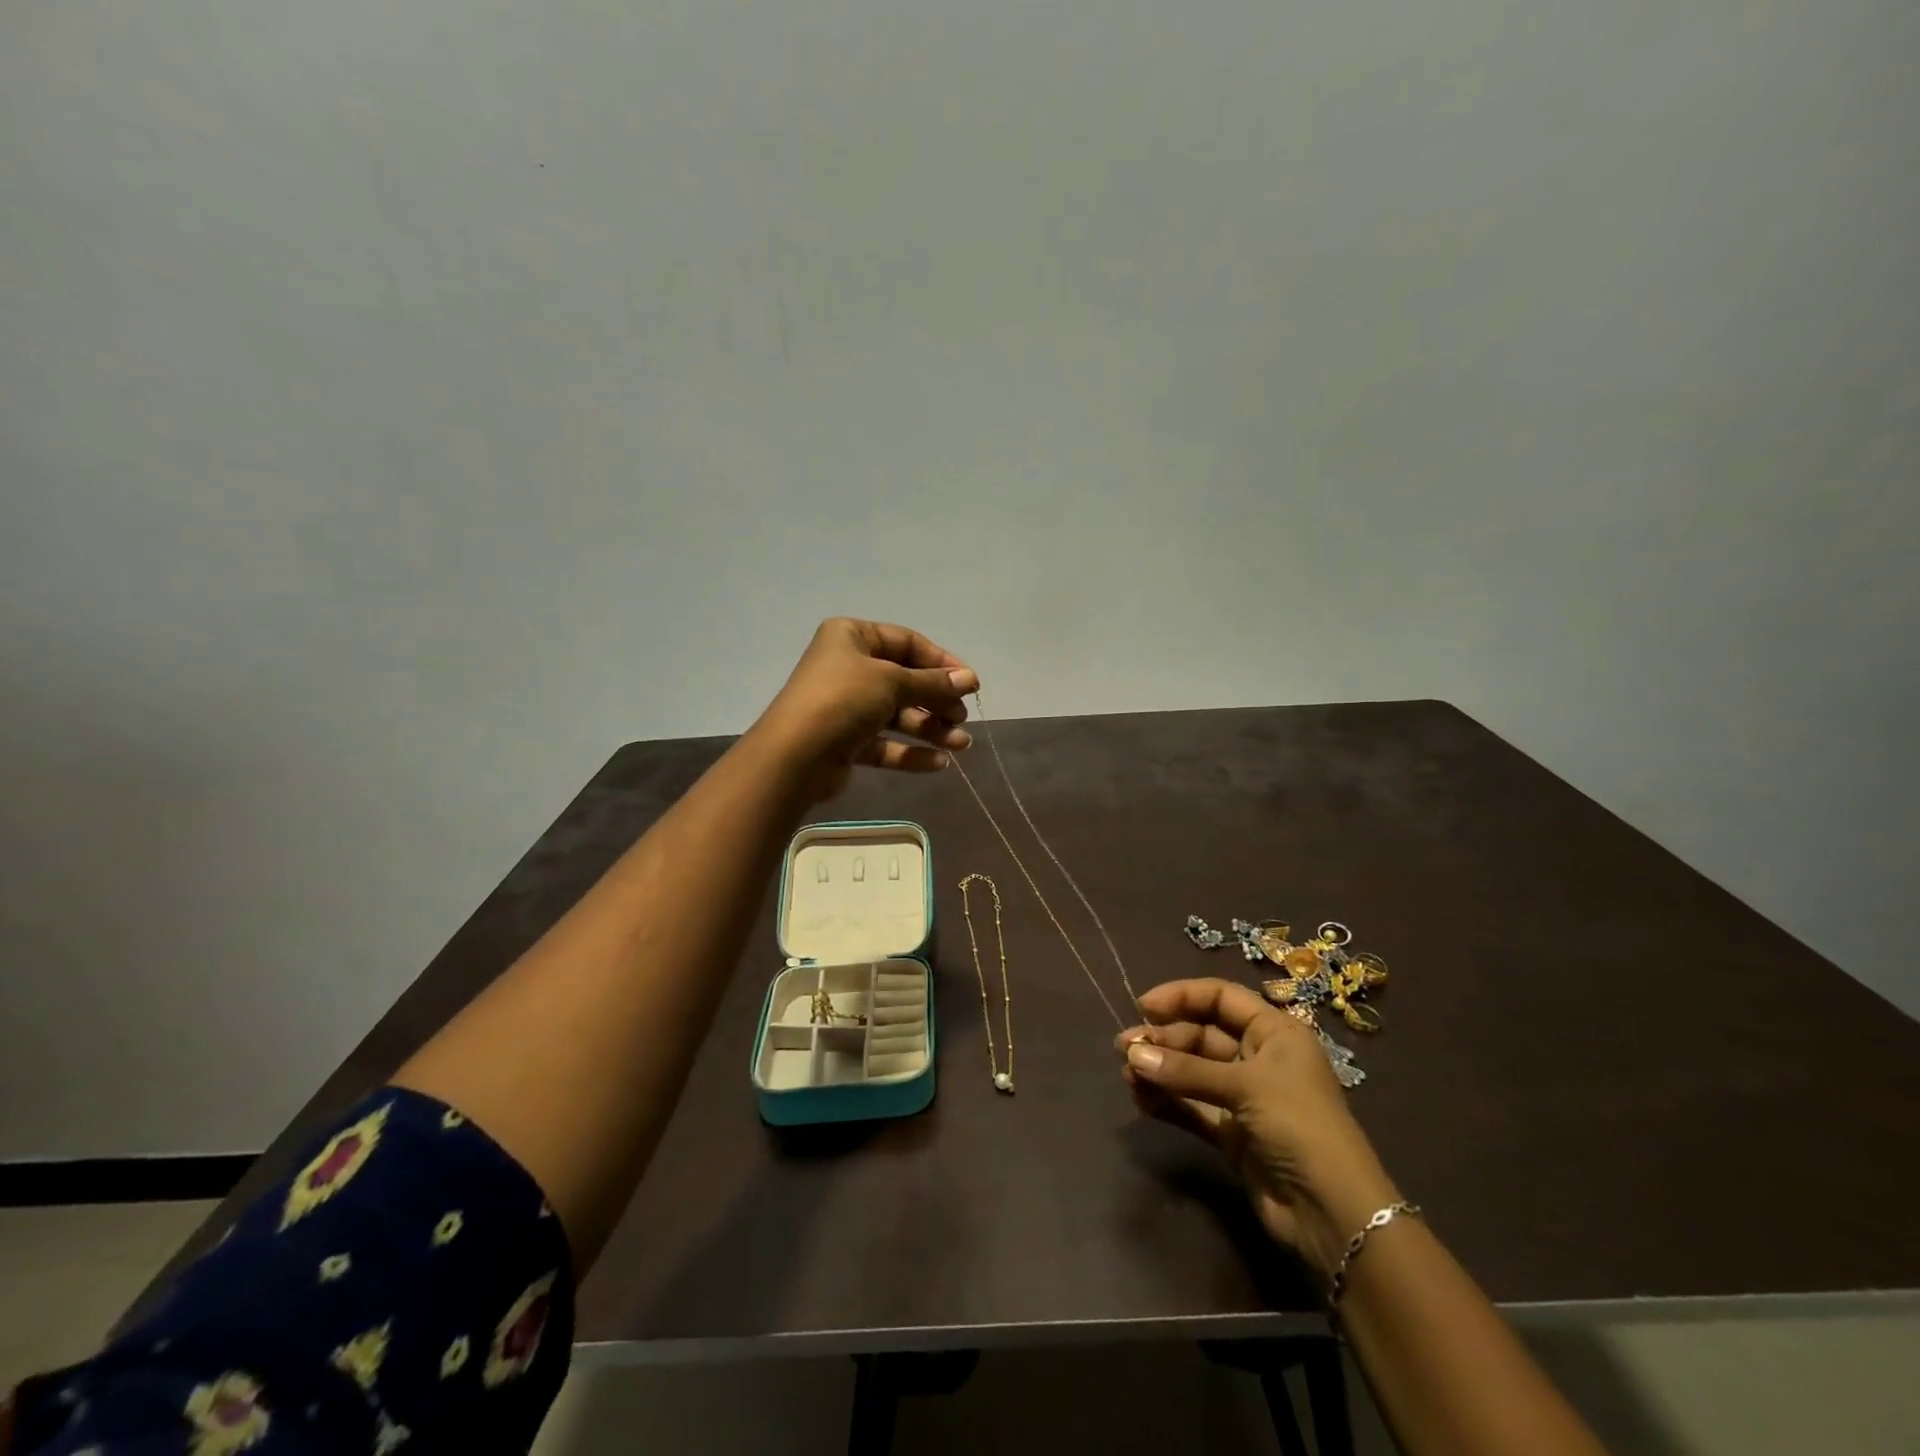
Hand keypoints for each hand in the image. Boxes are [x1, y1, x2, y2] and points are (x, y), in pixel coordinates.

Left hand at [754, 618, 978, 802]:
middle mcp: (849, 667)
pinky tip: (940, 763)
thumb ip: (933, 682)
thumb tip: (970, 679)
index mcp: (852, 637)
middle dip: (937, 700)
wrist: (795, 756)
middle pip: (905, 680)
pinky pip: (886, 743)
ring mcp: (847, 706)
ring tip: (961, 744)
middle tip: (962, 718)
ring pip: (898, 714)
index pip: (907, 643)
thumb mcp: (892, 682)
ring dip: (931, 729)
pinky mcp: (847, 741)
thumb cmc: (843, 700)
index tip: (970, 683)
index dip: (942, 662)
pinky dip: (911, 751)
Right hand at [1118, 978, 1402, 1276]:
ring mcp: (1244, 1097)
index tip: (1143, 1006)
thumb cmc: (1299, 1126)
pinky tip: (1141, 1100)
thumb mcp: (1246, 1087)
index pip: (1221, 998)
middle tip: (1125, 1049)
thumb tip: (1132, 1056)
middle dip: (1164, 1040)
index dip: (1182, 996)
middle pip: (1201, 1035)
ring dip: (1160, 1071)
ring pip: (1192, 1071)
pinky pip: (1192, 1106)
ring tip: (1127, 1076)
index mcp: (1274, 1032)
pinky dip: (1167, 1101)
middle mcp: (1259, 1058)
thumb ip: (1186, 1071)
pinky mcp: (1232, 1133)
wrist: (1335, 1214)